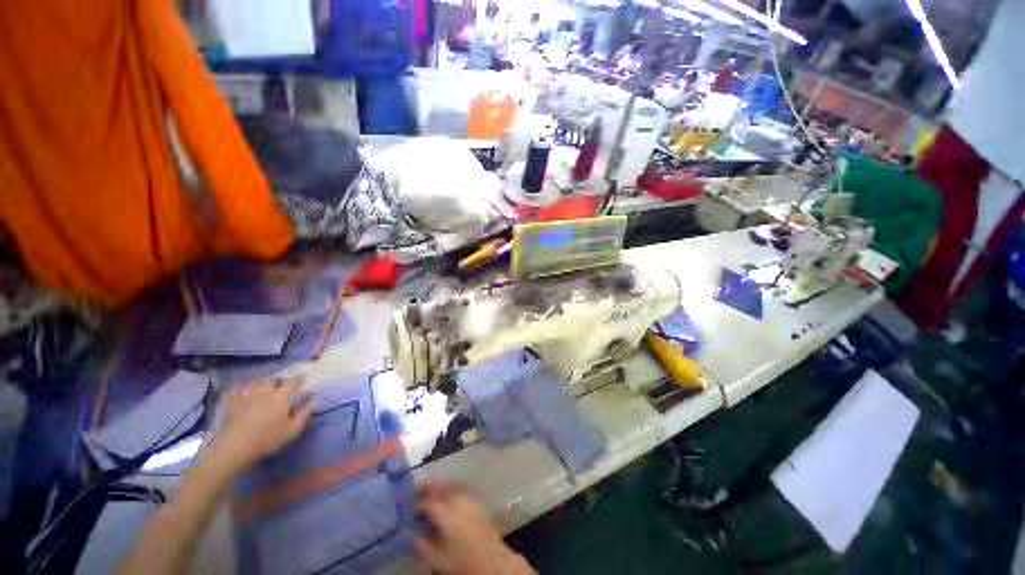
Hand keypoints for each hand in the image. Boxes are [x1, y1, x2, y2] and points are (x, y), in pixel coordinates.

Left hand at [212, 378, 314, 471]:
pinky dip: (239, 388)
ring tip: (265, 386)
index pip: (294, 381)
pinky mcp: (233, 403)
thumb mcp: (293, 429)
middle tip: (284, 385)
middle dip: (280, 380)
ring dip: (262, 382)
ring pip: (256, 382)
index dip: (300, 378)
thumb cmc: (268, 438)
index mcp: (282, 396)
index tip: (305, 377)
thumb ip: (305, 413)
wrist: (235, 447)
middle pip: (274, 380)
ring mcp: (247, 396)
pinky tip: (241, 389)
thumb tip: (316, 399)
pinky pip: (235, 390)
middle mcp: (266, 391)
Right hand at [414, 483, 532, 574]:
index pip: (427, 502)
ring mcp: (469, 498)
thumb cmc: (463, 562)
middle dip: (426, 488)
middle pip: (439, 488)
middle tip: (414, 491)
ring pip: (450, 485)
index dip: (415, 504)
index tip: (406, 507)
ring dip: (439, 486)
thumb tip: (409, 533)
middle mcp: (458, 500)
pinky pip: (460, 488)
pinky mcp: (477, 501)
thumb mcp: (437, 558)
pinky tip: (446, 496)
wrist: (492, 561)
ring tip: (428, 492)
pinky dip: (450, 488)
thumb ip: (421, 544)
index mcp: (446, 513)